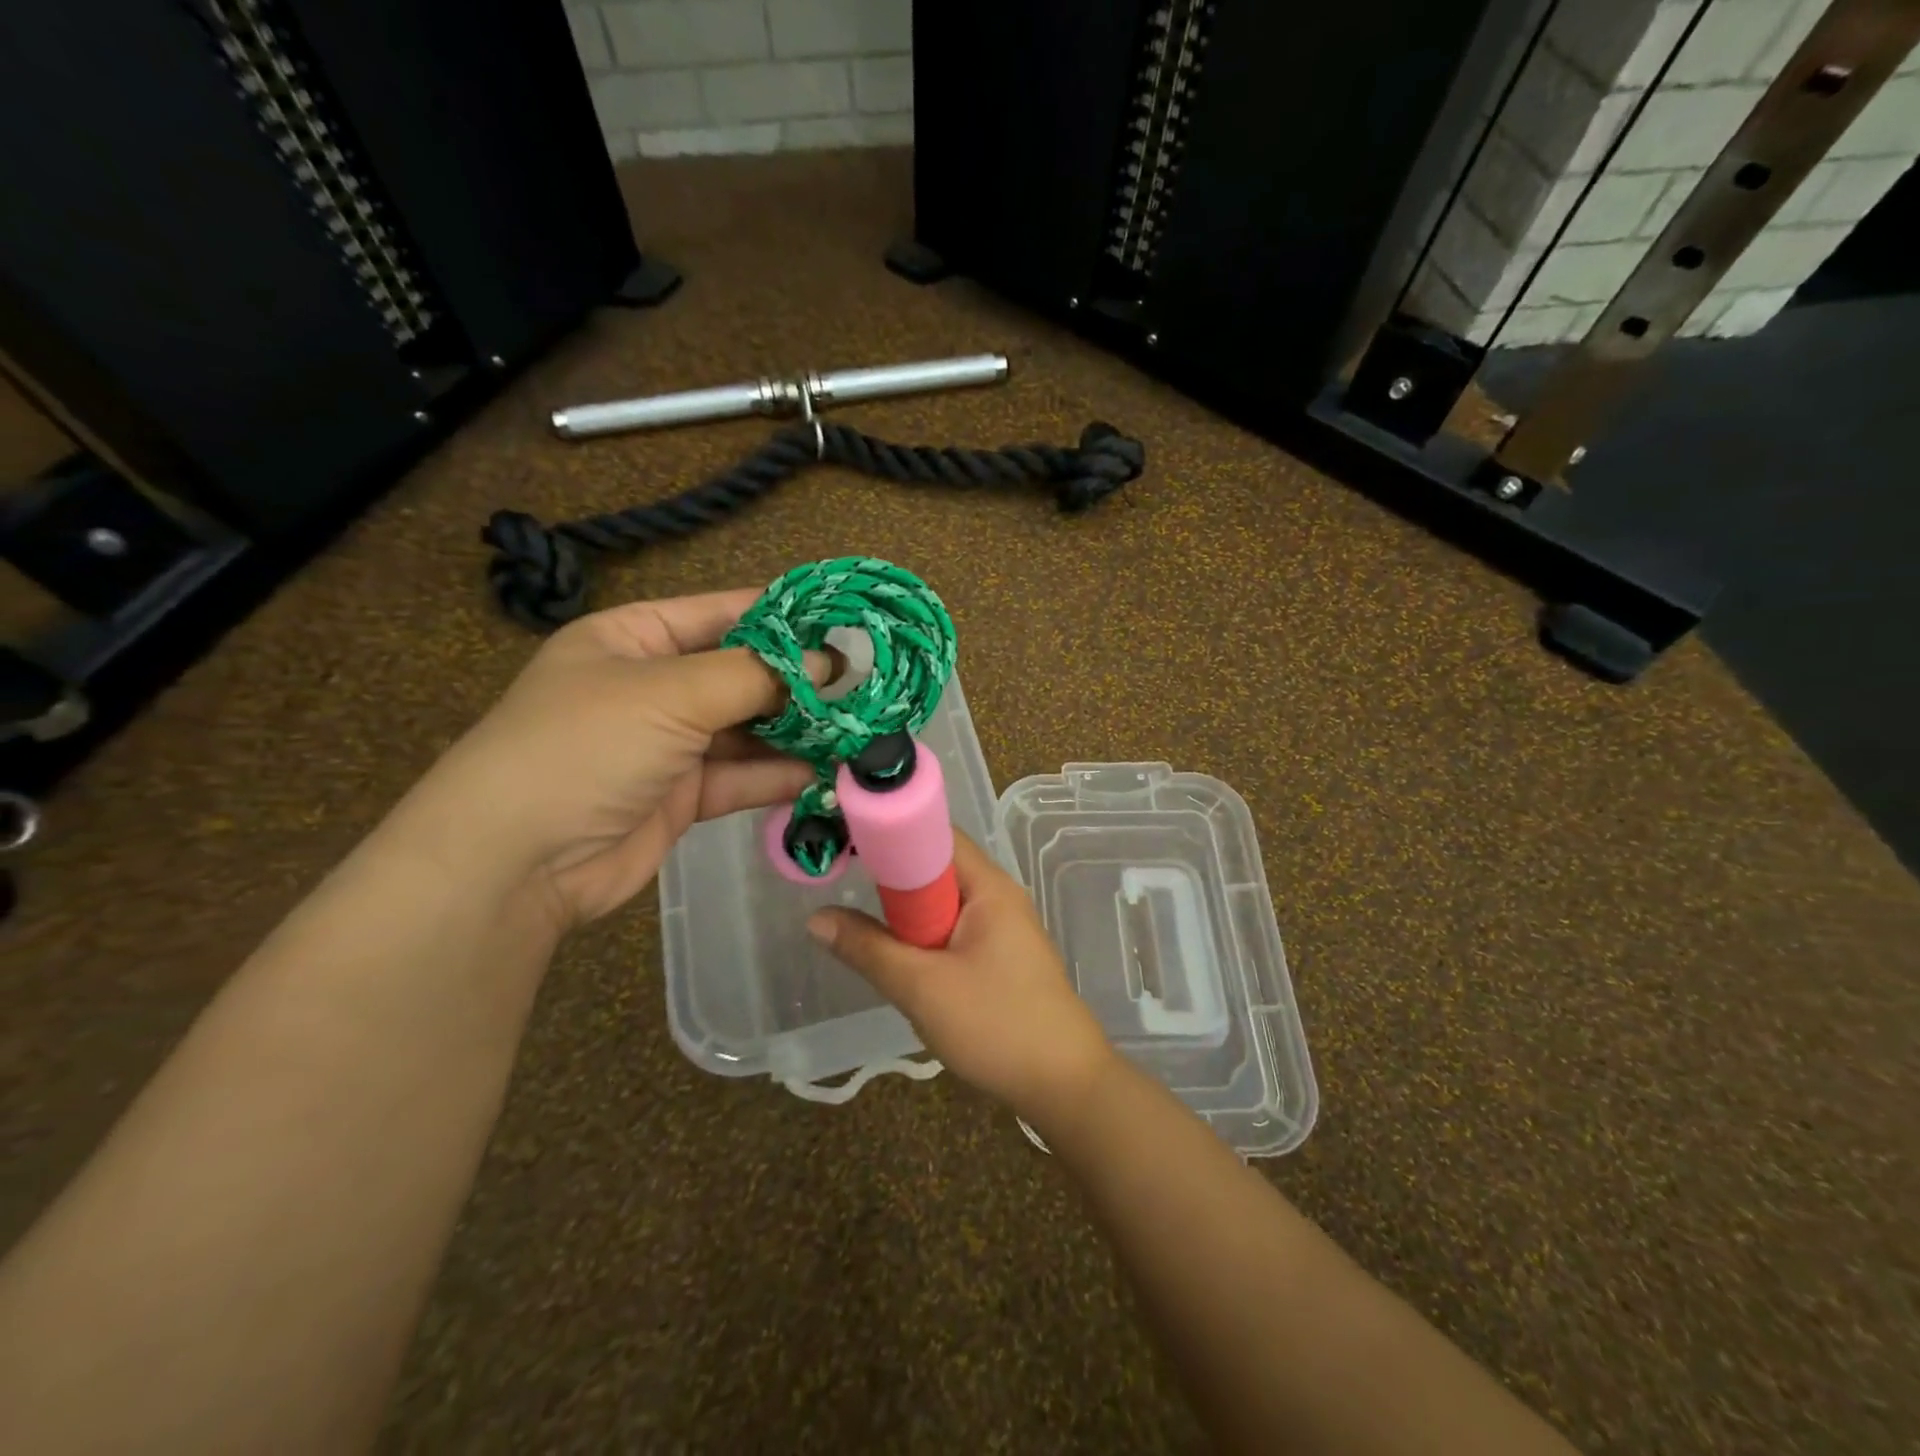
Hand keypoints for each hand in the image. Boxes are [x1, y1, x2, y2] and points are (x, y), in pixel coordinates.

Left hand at [402, 589, 824, 930]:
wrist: (516, 863)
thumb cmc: (586, 747)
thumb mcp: (671, 692)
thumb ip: (755, 675)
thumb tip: (829, 663)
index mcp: (635, 638)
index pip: (724, 612)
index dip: (786, 616)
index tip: (848, 623)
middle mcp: (654, 685)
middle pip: (742, 673)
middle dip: (801, 680)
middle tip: (867, 684)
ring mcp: (668, 743)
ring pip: (748, 728)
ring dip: (799, 730)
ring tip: (859, 727)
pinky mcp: (682, 795)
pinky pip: (742, 775)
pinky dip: (782, 774)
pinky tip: (829, 771)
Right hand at [806, 832, 1116, 1129]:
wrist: (1066, 1087)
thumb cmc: (997, 1025)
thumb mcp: (922, 988)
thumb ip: (868, 949)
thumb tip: (816, 918)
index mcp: (989, 886)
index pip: (935, 834)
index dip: (890, 833)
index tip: (843, 843)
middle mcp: (998, 896)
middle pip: (936, 868)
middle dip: (891, 881)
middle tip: (842, 889)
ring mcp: (1002, 929)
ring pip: (941, 905)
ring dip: (906, 918)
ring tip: (863, 932)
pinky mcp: (1001, 958)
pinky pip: (953, 932)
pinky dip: (924, 941)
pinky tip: (901, 965)